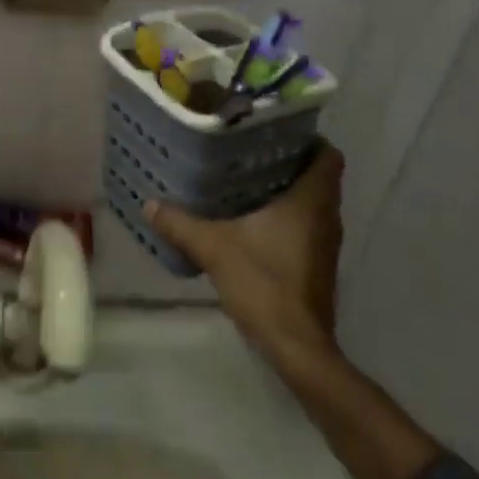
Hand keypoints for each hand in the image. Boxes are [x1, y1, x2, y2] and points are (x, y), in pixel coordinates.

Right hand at [147, 143, 344, 368]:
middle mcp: (327, 218)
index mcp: (311, 201)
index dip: (308, 140)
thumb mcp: (214, 248)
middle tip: (250, 153)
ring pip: (312, 204)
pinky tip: (252, 224)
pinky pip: (306, 228)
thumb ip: (181, 224)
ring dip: (287, 192)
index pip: (328, 156)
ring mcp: (325, 245)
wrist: (296, 346)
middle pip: (318, 178)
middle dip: (289, 163)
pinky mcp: (317, 266)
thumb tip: (150, 204)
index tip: (277, 132)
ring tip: (246, 182)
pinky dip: (286, 219)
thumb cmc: (264, 284)